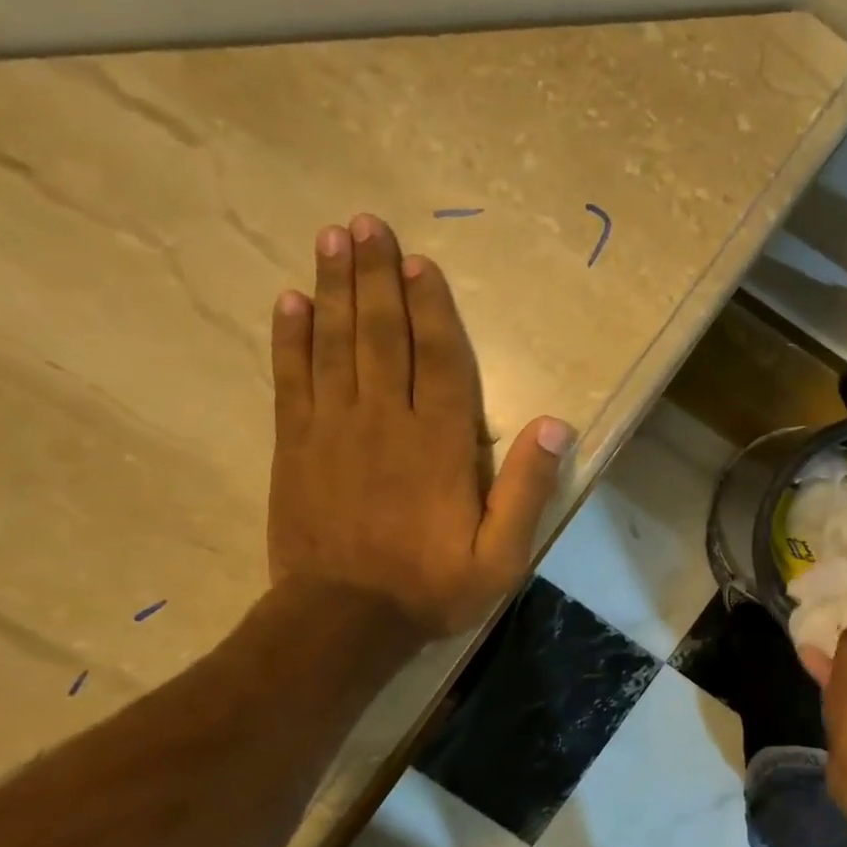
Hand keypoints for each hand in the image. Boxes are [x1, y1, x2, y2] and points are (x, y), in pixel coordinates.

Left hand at [267, 214, 571, 638]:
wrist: (341, 623)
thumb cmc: (429, 588)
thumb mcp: (501, 556)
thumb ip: (527, 490)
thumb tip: (556, 426)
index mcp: (440, 444)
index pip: (440, 359)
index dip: (431, 307)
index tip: (419, 262)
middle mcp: (386, 421)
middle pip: (382, 334)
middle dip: (375, 276)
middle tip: (366, 223)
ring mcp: (334, 429)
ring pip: (335, 344)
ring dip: (334, 288)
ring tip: (332, 239)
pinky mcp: (295, 446)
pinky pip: (292, 380)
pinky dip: (290, 338)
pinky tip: (290, 302)